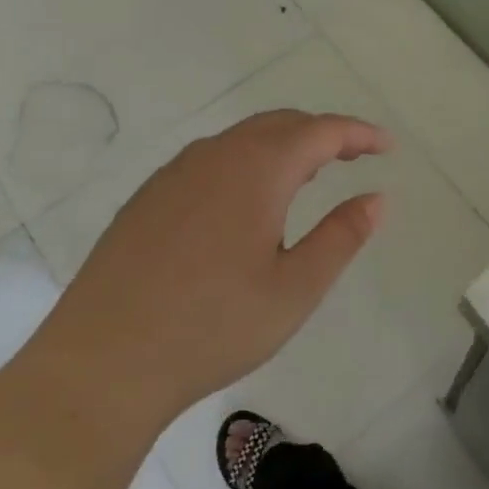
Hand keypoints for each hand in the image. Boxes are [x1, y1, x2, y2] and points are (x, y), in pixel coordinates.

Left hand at [49, 110, 391, 420]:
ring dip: (284, 146)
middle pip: (280, 124)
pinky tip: (247, 202)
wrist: (101, 364)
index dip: (358, 133)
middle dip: (323, 134)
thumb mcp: (294, 289)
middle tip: (355, 157)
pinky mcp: (148, 198)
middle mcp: (214, 156)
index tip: (387, 147)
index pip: (320, 131)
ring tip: (308, 176)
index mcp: (256, 170)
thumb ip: (341, 236)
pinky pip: (211, 160)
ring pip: (242, 139)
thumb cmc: (211, 328)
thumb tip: (377, 198)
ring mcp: (174, 174)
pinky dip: (247, 162)